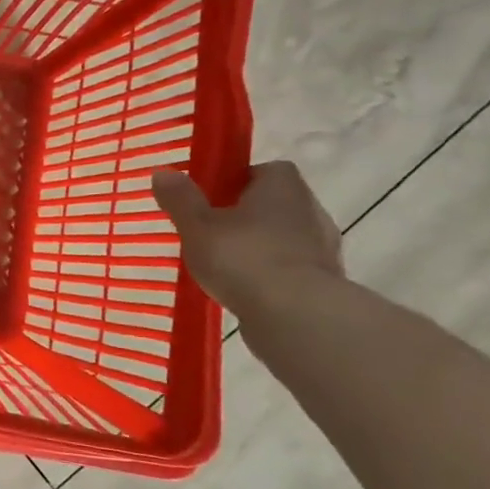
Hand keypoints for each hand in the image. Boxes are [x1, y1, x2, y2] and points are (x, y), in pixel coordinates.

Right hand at [153, 160, 343, 316]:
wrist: (298, 317)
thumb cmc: (243, 257)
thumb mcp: (197, 226)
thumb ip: (180, 199)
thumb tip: (163, 172)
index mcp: (282, 186)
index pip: (266, 171)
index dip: (239, 181)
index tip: (213, 198)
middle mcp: (311, 209)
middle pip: (275, 205)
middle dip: (247, 216)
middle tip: (212, 232)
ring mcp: (324, 249)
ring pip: (284, 239)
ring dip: (260, 247)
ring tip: (225, 267)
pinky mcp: (326, 284)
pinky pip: (292, 270)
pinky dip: (271, 276)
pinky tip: (246, 291)